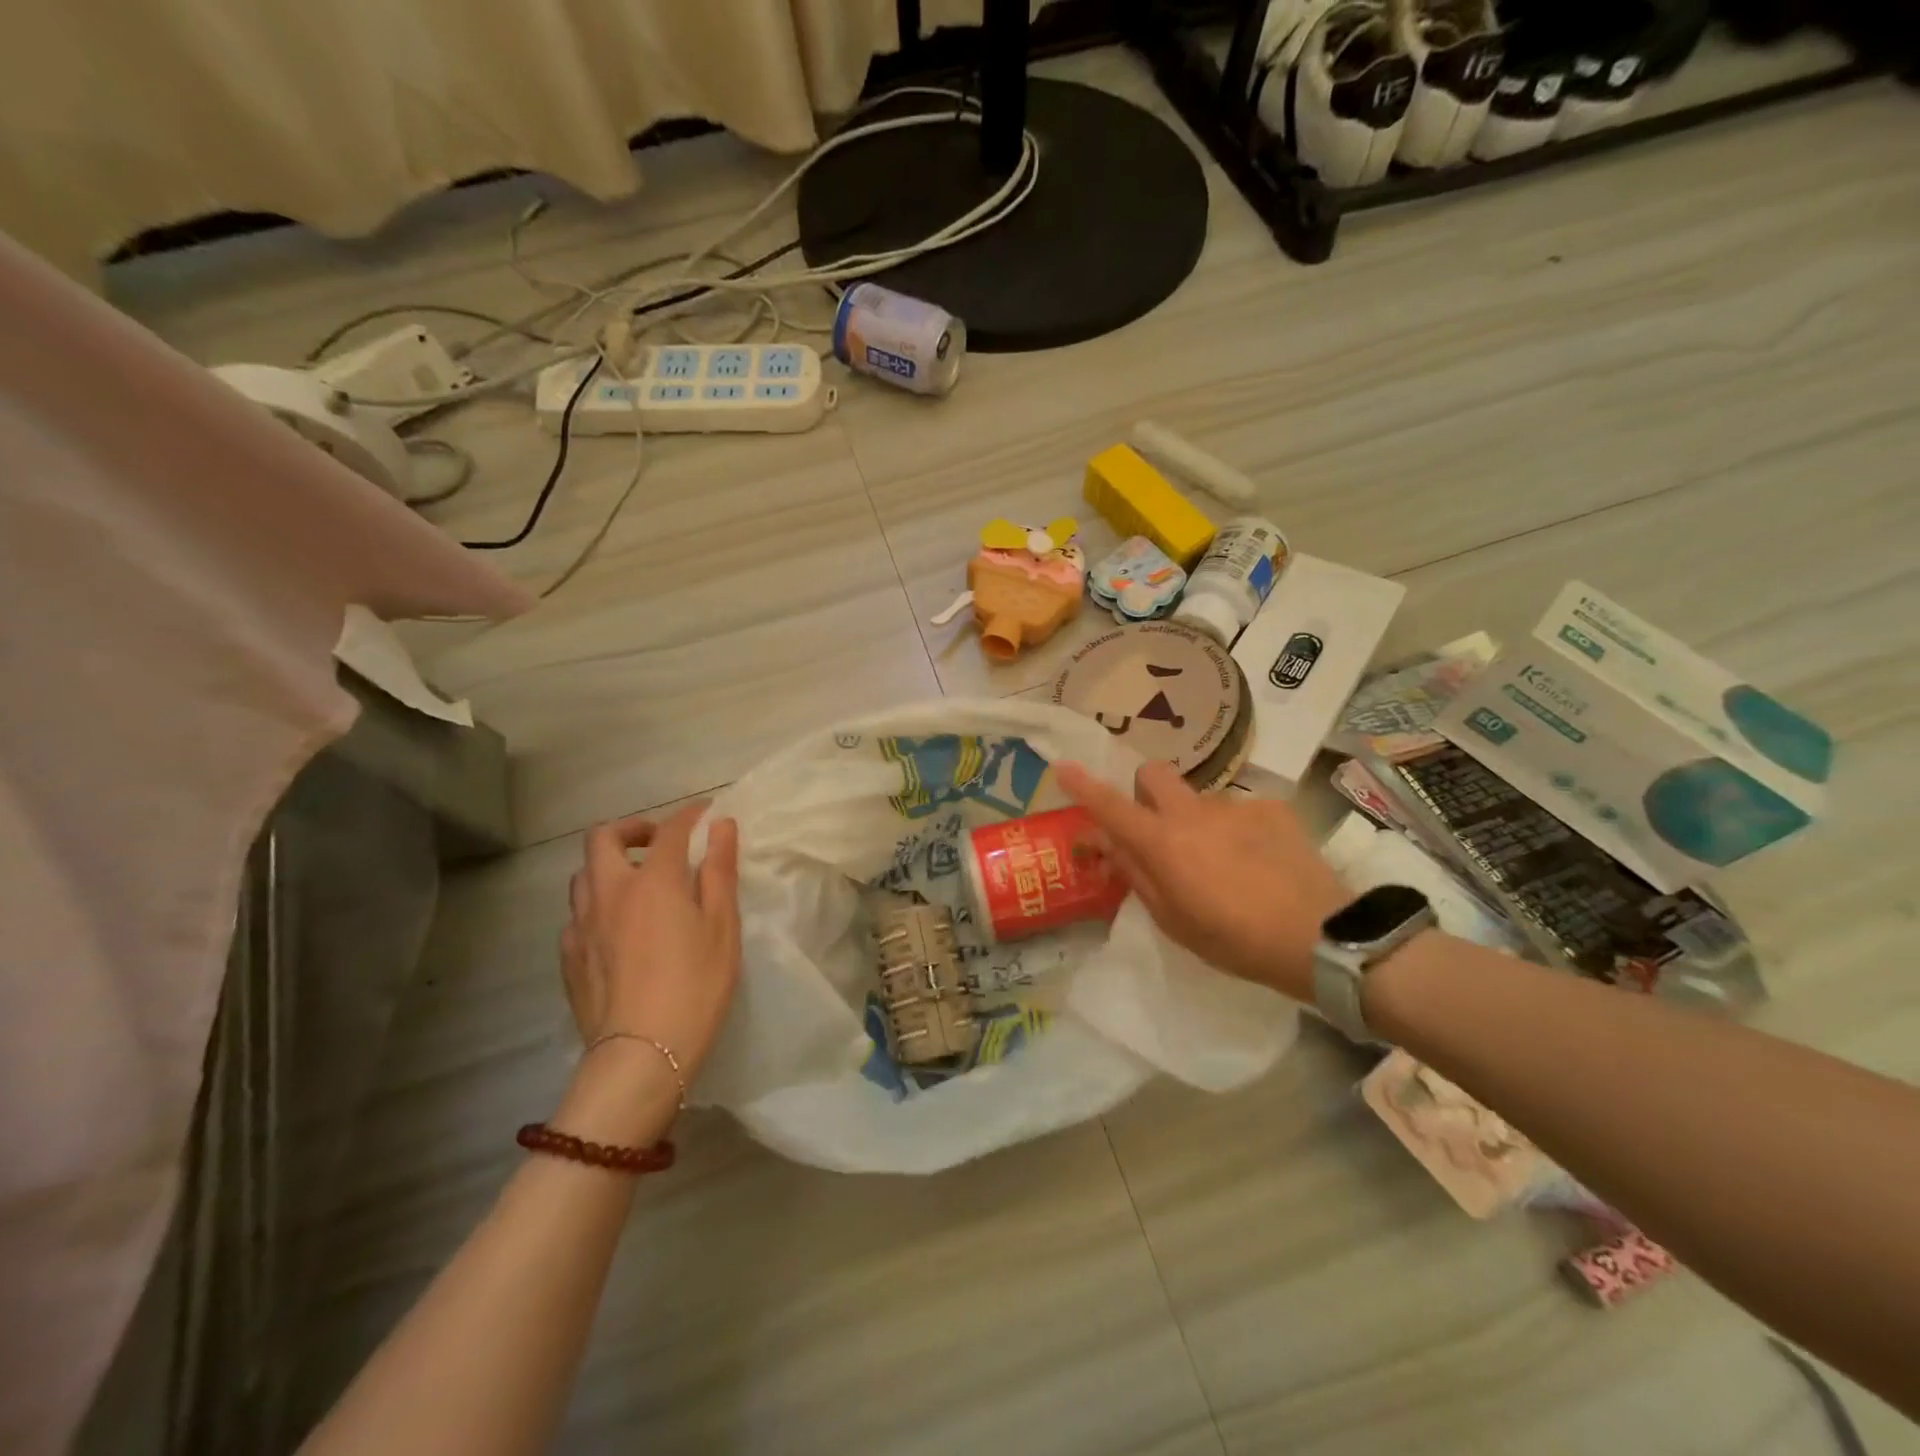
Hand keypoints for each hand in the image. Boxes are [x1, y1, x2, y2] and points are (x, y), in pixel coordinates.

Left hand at [560, 804, 740, 1102]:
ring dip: (609, 865)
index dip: (690, 815)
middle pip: (604, 838)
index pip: (671, 830)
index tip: (706, 813)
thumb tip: (721, 826)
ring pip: (583, 874)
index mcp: (653, 882)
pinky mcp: (568, 956)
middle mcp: (609, 892)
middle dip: (633, 829)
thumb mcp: (722, 927)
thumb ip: (719, 871)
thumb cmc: (696, 987)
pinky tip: (617, 929)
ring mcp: (581, 924)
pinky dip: (598, 904)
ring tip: (637, 884)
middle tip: (660, 844)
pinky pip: (577, 913)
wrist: (642, 1055)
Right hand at [1056, 761, 1346, 1001]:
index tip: (1063, 767)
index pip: (1110, 806)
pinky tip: (1259, 862)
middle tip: (1158, 828)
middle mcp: (1193, 812)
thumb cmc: (1234, 939)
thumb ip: (1137, 875)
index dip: (1083, 786)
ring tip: (1225, 863)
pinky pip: (1240, 811)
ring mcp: (1235, 805)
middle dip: (1144, 791)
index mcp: (1162, 842)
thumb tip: (1111, 844)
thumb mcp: (1173, 920)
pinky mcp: (1272, 808)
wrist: (1319, 935)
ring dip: (1197, 822)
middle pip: (1153, 774)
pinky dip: (1238, 831)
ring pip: (1200, 799)